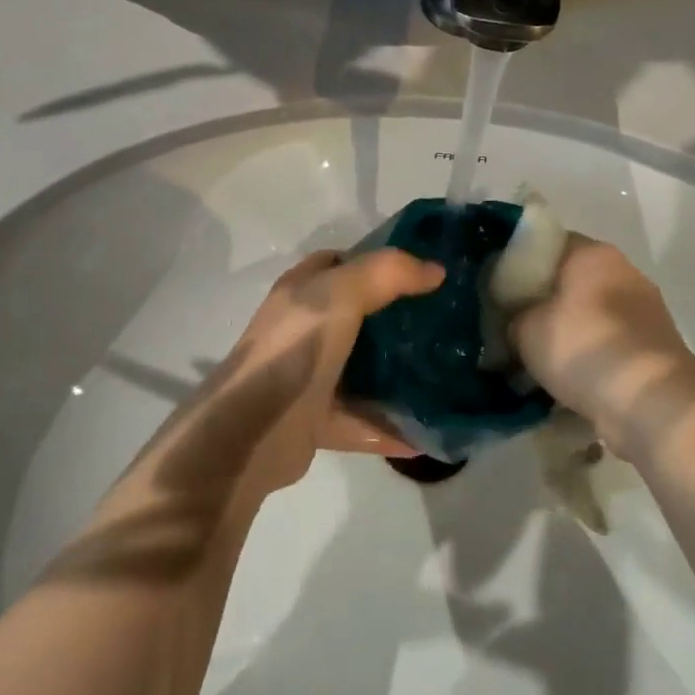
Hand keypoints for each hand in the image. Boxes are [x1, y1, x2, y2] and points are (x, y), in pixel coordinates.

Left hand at [223, 248, 442, 498]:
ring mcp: (308, 377)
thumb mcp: (341, 294)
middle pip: (356, 316)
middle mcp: (303, 331)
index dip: (376, 262)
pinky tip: (428, 432)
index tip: (419, 272)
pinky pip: (363, 420)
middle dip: (396, 318)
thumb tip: (435, 270)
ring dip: (397, 374)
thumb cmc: (294, 347)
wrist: (250, 431)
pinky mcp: (316, 421)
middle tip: (441, 322)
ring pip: (361, 370)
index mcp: (301, 293)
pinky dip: (392, 427)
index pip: (339, 264)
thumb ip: (388, 273)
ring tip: (444, 374)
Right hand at [510, 236, 694, 460]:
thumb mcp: (525, 328)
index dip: (515, 264)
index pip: (545, 244)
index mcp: (592, 253)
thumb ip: (511, 315)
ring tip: (533, 361)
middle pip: (567, 280)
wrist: (651, 403)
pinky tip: (564, 381)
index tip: (495, 290)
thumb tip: (511, 321)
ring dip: (564, 333)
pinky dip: (587, 358)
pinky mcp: (652, 348)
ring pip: (587, 315)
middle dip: (540, 303)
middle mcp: (622, 272)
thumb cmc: (583, 348)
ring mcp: (643, 310)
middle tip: (510, 328)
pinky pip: (606, 344)